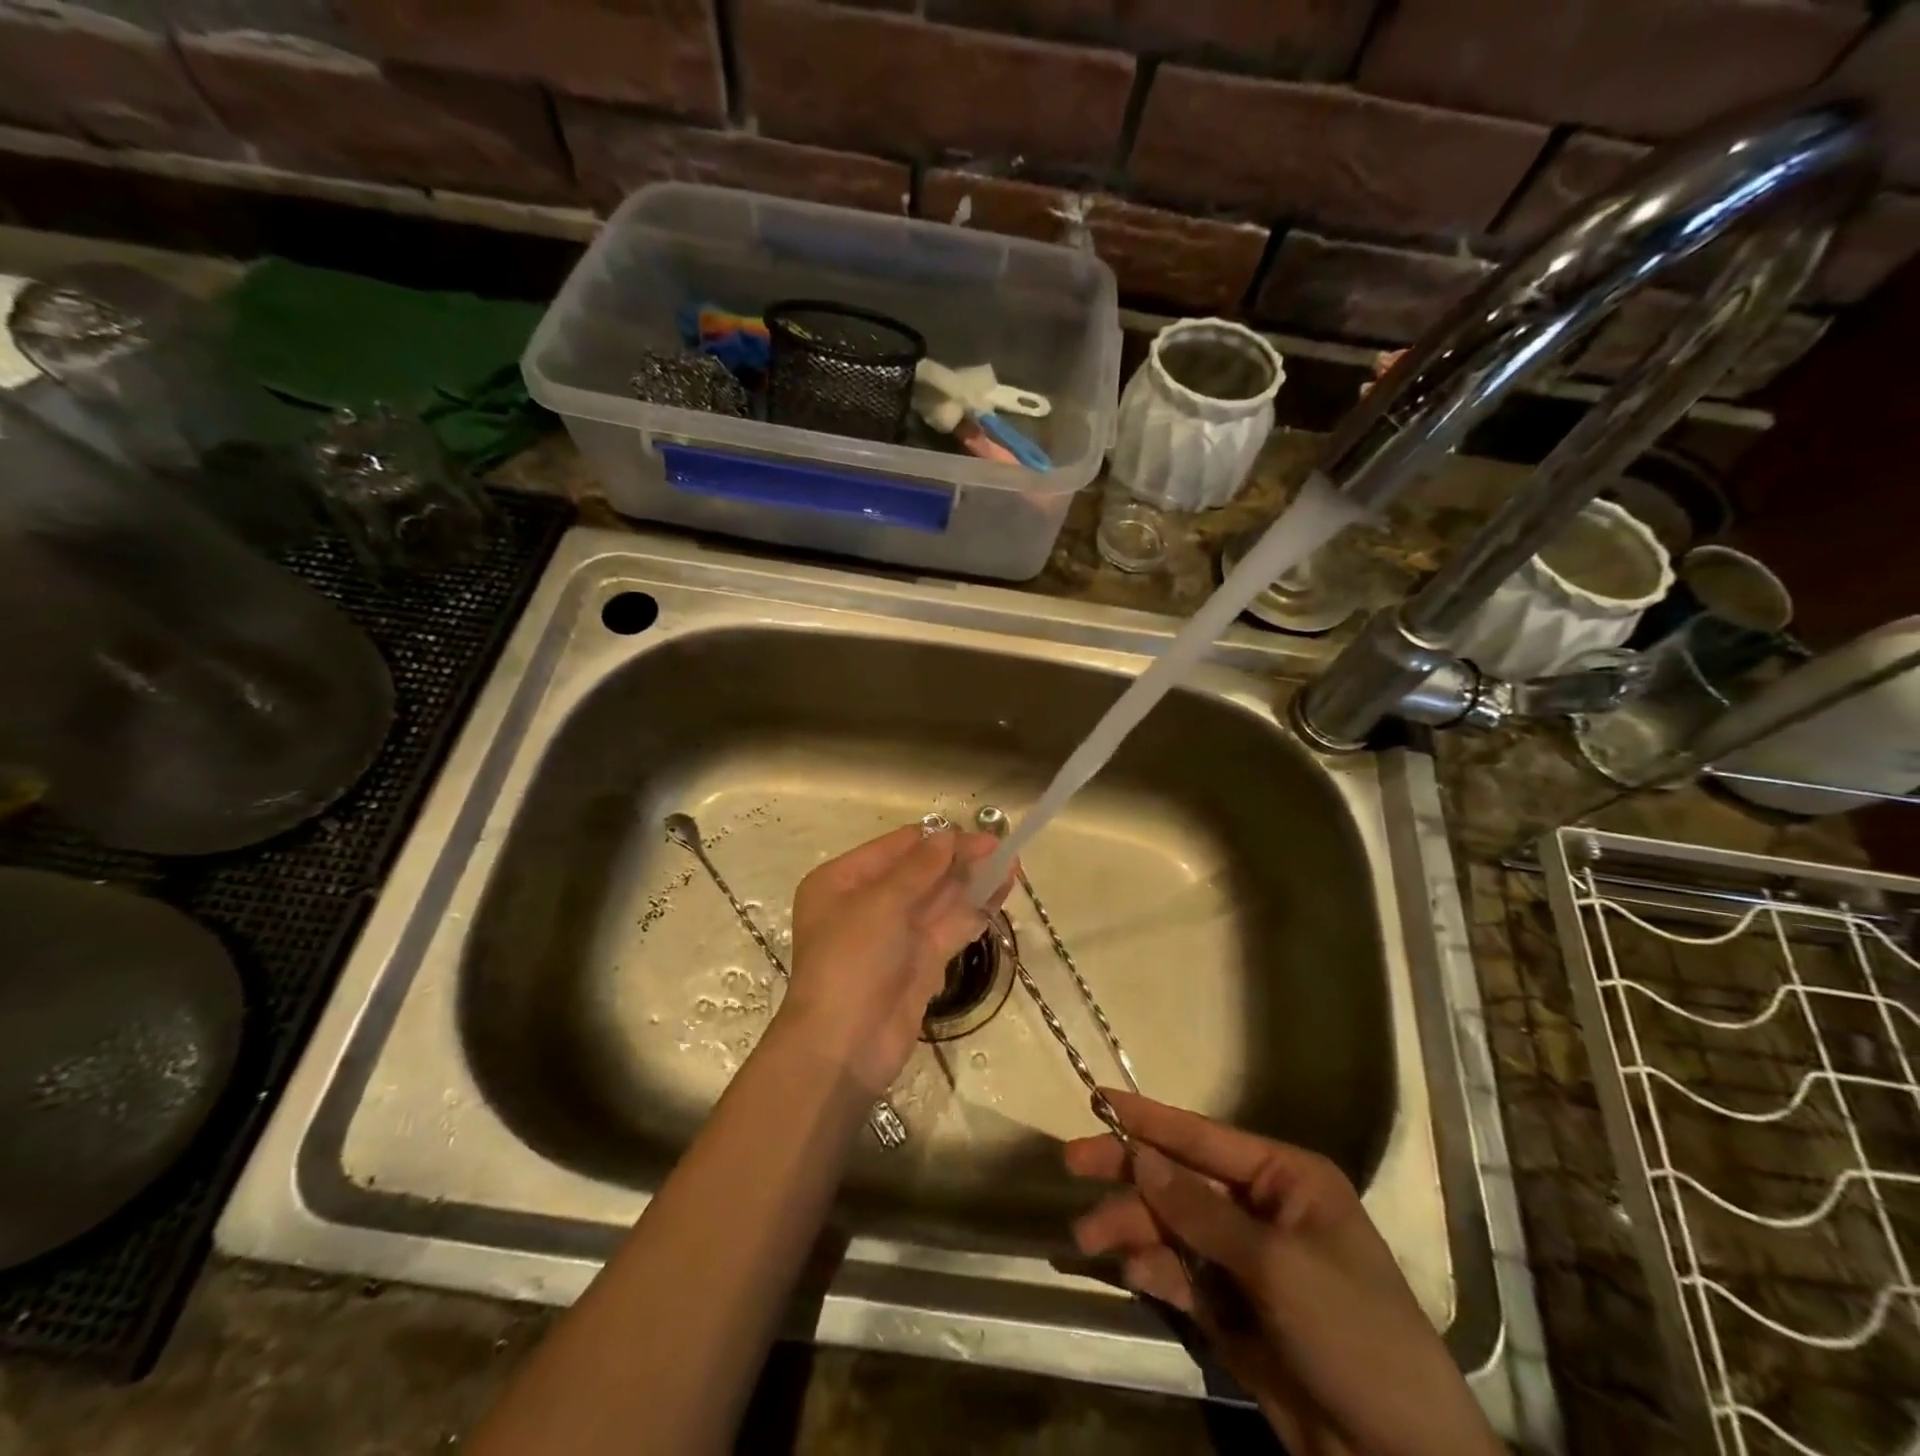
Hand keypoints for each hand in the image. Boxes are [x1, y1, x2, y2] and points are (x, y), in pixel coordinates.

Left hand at [779, 824, 1011, 1095]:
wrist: (843, 1047)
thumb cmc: (851, 962)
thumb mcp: (880, 904)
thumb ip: (919, 868)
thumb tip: (948, 836)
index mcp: (843, 881)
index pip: (896, 848)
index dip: (937, 840)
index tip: (976, 834)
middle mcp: (867, 903)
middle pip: (921, 873)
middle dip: (960, 861)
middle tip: (1004, 849)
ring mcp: (894, 935)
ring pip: (939, 901)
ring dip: (973, 883)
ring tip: (1012, 866)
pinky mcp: (918, 963)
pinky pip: (948, 928)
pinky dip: (973, 912)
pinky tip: (1001, 894)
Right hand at [1065, 1091, 1499, 1455]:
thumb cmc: (1353, 1335)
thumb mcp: (1276, 1266)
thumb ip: (1201, 1212)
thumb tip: (1140, 1157)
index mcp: (1287, 1178)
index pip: (1204, 1137)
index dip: (1149, 1119)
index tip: (1097, 1100)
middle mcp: (1262, 1208)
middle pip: (1182, 1179)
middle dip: (1130, 1175)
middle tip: (1073, 1165)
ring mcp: (1246, 1259)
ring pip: (1174, 1225)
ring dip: (1132, 1227)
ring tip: (1087, 1239)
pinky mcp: (1233, 1308)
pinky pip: (1181, 1271)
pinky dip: (1153, 1267)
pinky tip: (1127, 1268)